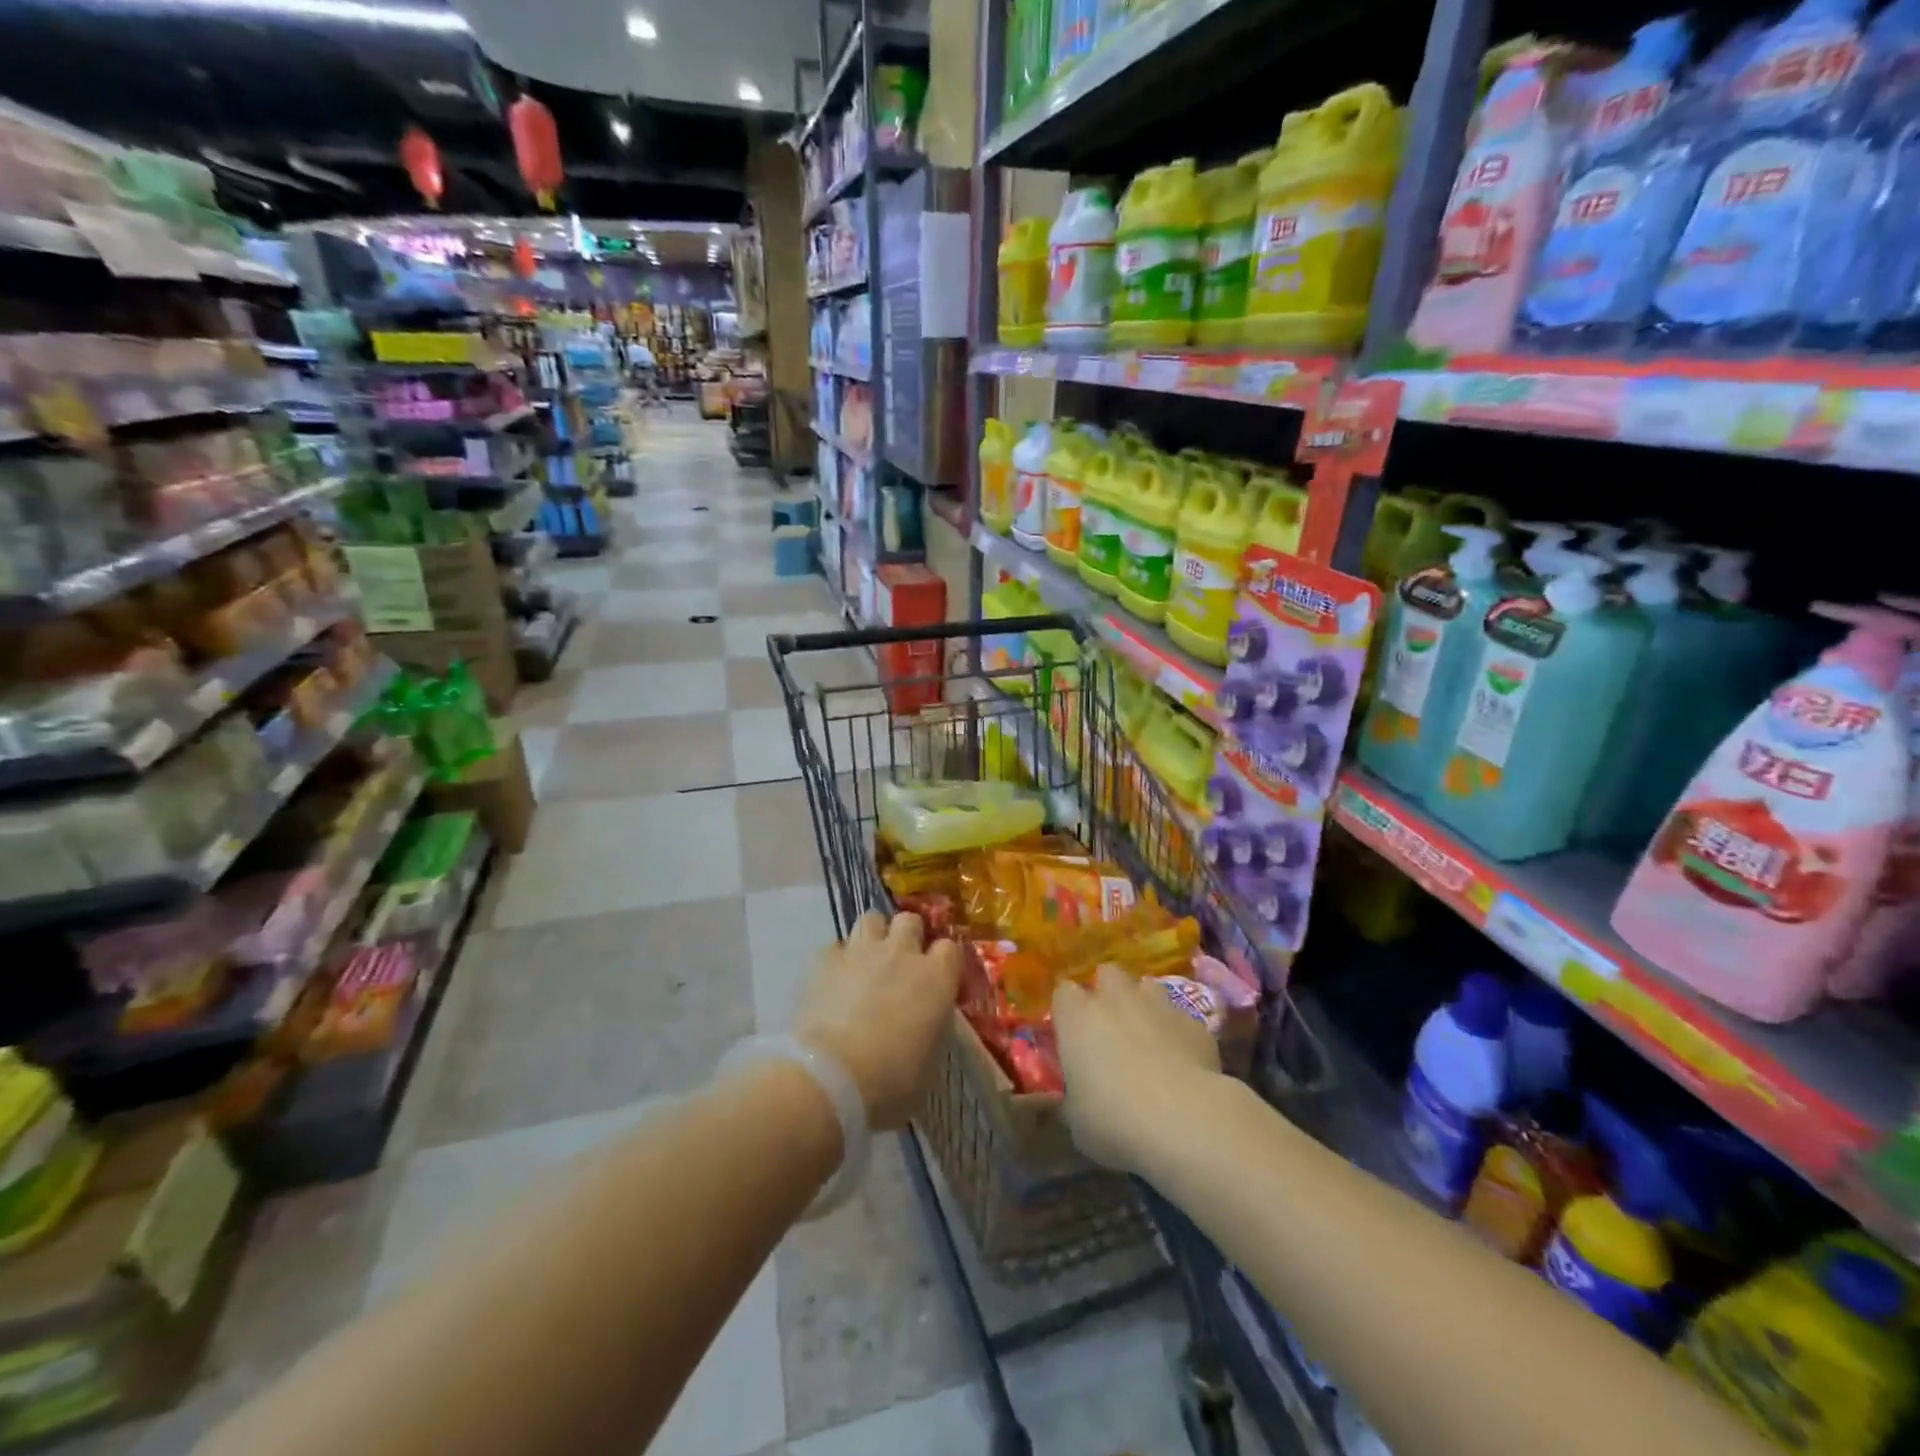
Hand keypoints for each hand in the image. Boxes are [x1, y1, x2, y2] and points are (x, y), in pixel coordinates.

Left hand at [794, 912, 962, 1129]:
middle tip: (901, 962)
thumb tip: (925, 1026)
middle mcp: (901, 953)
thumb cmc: (892, 1082)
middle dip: (907, 935)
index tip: (938, 978)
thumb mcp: (930, 1064)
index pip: (950, 948)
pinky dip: (838, 959)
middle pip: (909, 921)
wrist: (832, 1078)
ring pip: (871, 919)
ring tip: (867, 960)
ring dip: (873, 936)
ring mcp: (861, 952)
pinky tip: (835, 979)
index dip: (943, 961)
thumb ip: (931, 1031)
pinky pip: (835, 946)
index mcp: (936, 978)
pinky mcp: (824, 960)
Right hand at [1052, 963, 1221, 1173]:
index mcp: (1077, 1016)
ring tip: (1147, 1036)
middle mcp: (1115, 998)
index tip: (1071, 1033)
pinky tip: (1182, 1061)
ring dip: (1143, 1005)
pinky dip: (1177, 1032)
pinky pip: (1180, 1018)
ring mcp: (1158, 1004)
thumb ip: (1071, 1098)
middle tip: (1110, 1026)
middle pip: (1106, 974)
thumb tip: (1070, 1097)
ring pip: (1147, 986)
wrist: (1185, 1119)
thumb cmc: (1114, 1119)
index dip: (1067, 1010)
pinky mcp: (1195, 1022)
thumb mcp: (1077, 1121)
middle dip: (1107, 992)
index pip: (1063, 993)